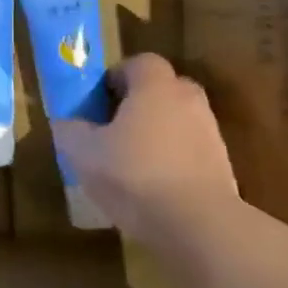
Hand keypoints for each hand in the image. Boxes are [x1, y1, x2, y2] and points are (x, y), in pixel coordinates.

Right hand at [53, 53, 240, 257]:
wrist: (198, 225)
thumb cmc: (134, 175)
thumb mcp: (84, 153)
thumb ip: (70, 131)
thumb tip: (65, 122)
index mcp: (155, 86)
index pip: (139, 62)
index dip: (117, 77)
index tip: (98, 101)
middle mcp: (188, 100)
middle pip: (162, 89)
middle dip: (138, 103)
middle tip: (113, 128)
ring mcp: (210, 134)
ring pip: (177, 122)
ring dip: (157, 134)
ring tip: (131, 164)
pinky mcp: (222, 167)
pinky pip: (190, 153)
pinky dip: (173, 162)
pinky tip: (153, 189)